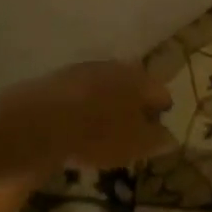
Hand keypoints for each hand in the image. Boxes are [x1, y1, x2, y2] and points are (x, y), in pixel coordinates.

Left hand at [0, 60, 174, 173]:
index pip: (160, 92)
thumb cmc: (98, 134)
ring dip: (110, 101)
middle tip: (133, 125)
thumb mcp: (134, 145)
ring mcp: (86, 69)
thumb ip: (156, 140)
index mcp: (140, 80)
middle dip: (135, 102)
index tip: (158, 127)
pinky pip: (82, 91)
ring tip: (105, 125)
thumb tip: (170, 137)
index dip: (162, 110)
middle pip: (133, 83)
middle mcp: (116, 67)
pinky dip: (86, 104)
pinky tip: (79, 122)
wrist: (42, 120)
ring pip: (107, 84)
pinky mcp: (60, 78)